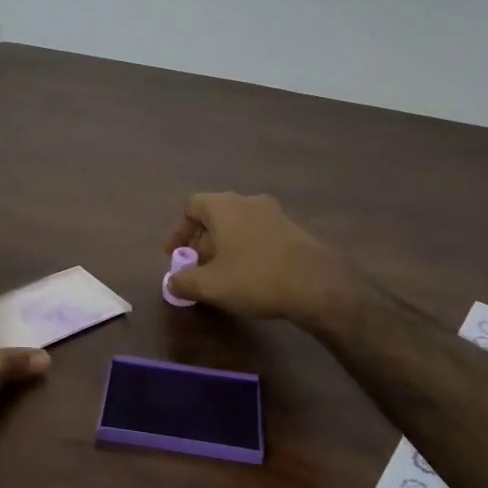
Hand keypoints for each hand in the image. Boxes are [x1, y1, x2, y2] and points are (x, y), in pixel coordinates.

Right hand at [163, 192, 354, 328]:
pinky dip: (246, 248)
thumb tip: (172, 281)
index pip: (191, 205)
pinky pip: (258, 233)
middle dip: (201, 241)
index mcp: (224, 206)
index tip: (175, 255)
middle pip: (215, 214)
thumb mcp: (210, 286)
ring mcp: (274, 213)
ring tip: (222, 274)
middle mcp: (248, 201)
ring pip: (238, 224)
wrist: (316, 285)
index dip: (178, 230)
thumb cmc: (254, 278)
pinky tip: (249, 275)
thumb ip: (183, 281)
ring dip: (224, 245)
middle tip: (196, 268)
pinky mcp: (292, 229)